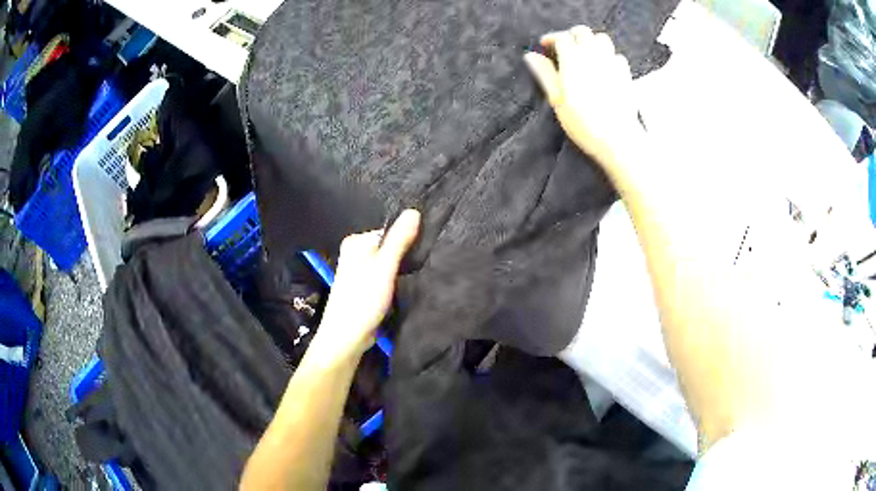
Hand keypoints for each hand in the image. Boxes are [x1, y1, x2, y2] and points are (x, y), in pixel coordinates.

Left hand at [310, 209, 420, 361]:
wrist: (347, 336)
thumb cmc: (363, 299)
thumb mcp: (385, 266)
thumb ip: (399, 239)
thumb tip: (414, 211)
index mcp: (356, 242)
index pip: (389, 231)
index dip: (407, 240)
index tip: (421, 254)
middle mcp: (355, 253)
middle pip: (388, 247)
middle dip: (404, 256)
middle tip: (420, 267)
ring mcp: (358, 272)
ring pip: (387, 264)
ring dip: (400, 271)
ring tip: (412, 279)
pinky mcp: (364, 288)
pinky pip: (384, 277)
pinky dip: (393, 281)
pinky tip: (401, 289)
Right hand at [524, 25, 642, 173]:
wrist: (617, 137)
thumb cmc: (583, 121)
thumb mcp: (557, 99)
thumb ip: (545, 74)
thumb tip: (530, 56)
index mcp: (573, 59)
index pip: (561, 37)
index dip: (551, 39)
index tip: (545, 46)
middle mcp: (593, 54)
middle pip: (582, 32)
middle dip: (571, 36)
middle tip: (564, 48)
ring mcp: (612, 62)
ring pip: (602, 38)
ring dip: (591, 42)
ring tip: (585, 54)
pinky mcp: (625, 73)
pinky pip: (617, 55)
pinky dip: (608, 56)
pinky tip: (604, 68)